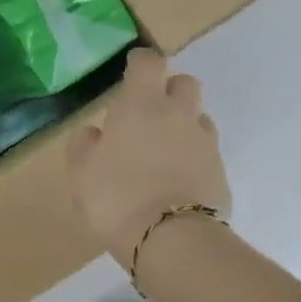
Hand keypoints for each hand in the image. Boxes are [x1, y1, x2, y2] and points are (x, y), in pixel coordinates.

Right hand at [67, 48, 230, 271]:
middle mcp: (178, 114)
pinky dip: (194, 158)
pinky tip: (178, 180)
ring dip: (184, 125)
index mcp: (142, 104)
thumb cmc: (115, 197)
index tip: (132, 71)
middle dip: (170, 90)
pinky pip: (207, 152)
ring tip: (165, 151)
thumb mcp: (80, 172)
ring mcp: (204, 142)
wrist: (170, 239)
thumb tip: (95, 133)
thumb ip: (84, 145)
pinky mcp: (220, 171)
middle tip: (150, 112)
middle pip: (185, 83)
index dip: (140, 63)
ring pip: (199, 118)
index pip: (148, 62)